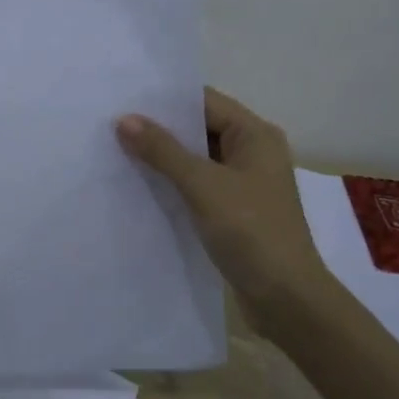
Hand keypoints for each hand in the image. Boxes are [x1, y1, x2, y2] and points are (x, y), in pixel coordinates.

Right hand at [115, 87, 317, 311]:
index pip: (204, 101)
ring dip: (164, 157)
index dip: (165, 100)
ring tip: (117, 151)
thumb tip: (124, 119)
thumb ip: (163, 151)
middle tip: (112, 125)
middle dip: (160, 128)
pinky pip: (198, 185)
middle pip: (200, 128)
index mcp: (255, 135)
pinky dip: (173, 183)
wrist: (286, 299)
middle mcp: (253, 152)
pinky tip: (140, 185)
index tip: (123, 99)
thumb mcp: (203, 186)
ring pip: (197, 159)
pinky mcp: (234, 211)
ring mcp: (244, 183)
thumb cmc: (251, 232)